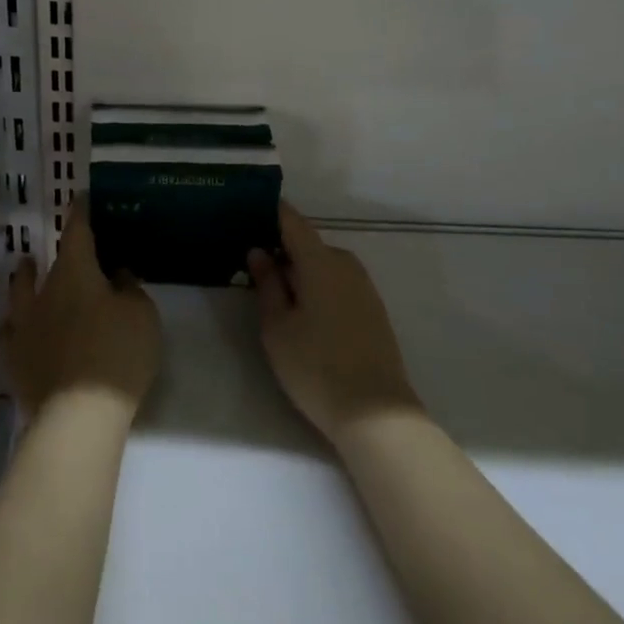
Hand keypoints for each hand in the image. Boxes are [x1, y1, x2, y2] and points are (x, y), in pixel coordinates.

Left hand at [4, 201, 160, 420]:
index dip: (80, 213)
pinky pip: (11, 333)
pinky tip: (18, 329)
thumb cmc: (117, 355)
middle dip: (53, 253)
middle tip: (62, 250)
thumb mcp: (142, 316)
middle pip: (43, 264)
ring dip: (25, 280)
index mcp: (75, 274)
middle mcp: (43, 293)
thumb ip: (129, 289)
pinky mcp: (15, 360)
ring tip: (26, 271)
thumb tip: (116, 275)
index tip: (79, 198)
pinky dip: (16, 325)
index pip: (77, 233)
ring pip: (19, 293)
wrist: (77, 416)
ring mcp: (23, 327)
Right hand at [249, 203, 420, 447]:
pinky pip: (337, 282)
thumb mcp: (277, 327)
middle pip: (307, 244)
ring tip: (272, 290)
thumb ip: (267, 284)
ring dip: (299, 270)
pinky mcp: (372, 309)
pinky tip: (302, 311)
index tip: (246, 209)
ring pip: (323, 265)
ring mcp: (364, 287)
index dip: (269, 211)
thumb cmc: (316, 367)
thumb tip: (259, 252)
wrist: (377, 414)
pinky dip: (317, 285)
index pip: (292, 221)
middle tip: (249, 263)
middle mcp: (346, 264)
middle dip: (280, 248)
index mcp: (320, 261)